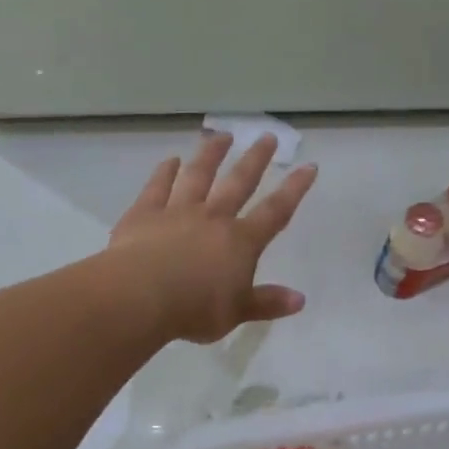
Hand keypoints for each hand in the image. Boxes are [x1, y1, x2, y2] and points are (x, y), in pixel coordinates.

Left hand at [108, 132, 318, 343]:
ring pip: (198, 175)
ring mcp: (177, 211)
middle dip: (255, 159)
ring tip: (221, 135)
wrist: (140, 296)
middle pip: (238, 182)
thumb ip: (266, 303)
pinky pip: (157, 187)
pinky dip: (165, 172)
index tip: (308, 166)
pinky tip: (171, 160)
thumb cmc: (194, 309)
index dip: (294, 189)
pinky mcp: (144, 213)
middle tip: (266, 136)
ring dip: (211, 154)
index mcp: (240, 242)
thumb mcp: (236, 313)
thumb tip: (300, 299)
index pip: (275, 211)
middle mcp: (213, 218)